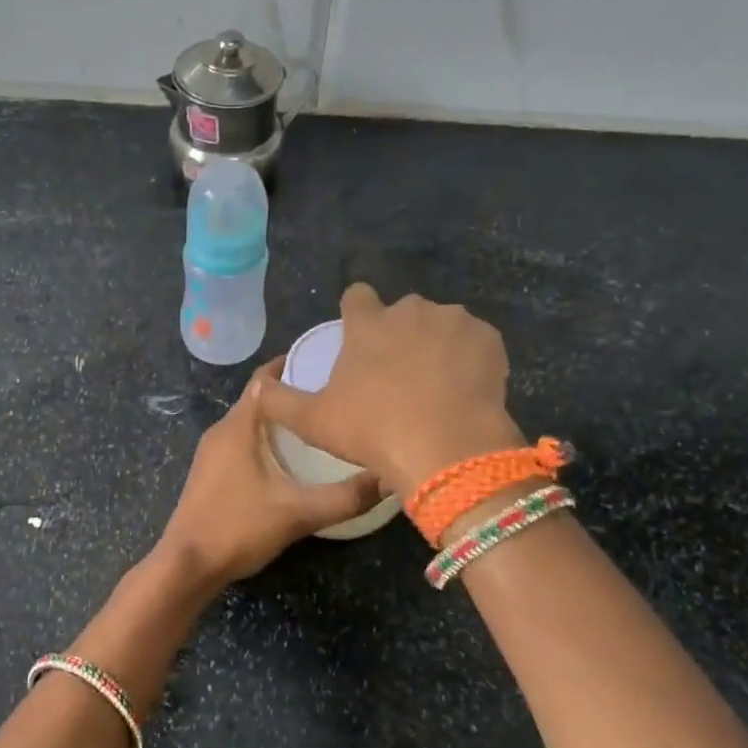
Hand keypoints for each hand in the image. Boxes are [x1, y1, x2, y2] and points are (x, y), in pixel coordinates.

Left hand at [157, 359, 381, 590]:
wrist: (187, 565)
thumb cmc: (238, 528)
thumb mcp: (298, 513)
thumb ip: (346, 496)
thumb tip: (389, 478)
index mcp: (238, 426)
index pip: (265, 378)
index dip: (294, 365)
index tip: (329, 364)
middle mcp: (221, 431)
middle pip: (260, 399)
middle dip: (294, 394)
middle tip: (334, 397)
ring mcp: (212, 454)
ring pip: (251, 424)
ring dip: (281, 421)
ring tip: (320, 425)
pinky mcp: (211, 474)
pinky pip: (243, 443)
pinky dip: (267, 441)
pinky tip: (292, 460)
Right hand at [254, 283, 522, 498]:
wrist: (447, 450)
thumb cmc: (372, 431)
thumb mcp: (312, 422)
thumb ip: (279, 401)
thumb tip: (258, 387)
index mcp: (368, 324)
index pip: (357, 296)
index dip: (356, 313)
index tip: (359, 338)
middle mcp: (411, 311)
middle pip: (402, 313)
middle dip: (399, 335)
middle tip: (397, 376)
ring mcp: (454, 322)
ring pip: (441, 326)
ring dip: (436, 345)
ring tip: (434, 386)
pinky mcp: (489, 340)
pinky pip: (474, 343)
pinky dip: (469, 360)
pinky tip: (463, 390)